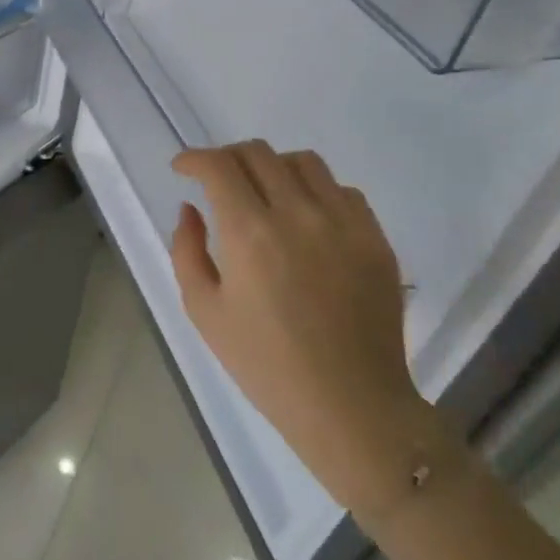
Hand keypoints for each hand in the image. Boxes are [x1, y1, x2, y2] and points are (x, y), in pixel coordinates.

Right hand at [170, 142, 431, 514]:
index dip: (194, 159)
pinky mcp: (375, 239)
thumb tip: (191, 209)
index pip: (218, 166)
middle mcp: (297, 214)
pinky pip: (343, 190)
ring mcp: (343, 223)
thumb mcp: (204, 310)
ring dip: (272, 167)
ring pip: (303, 161)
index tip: (183, 170)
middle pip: (257, 153)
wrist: (351, 406)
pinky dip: (315, 190)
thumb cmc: (265, 364)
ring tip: (264, 192)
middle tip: (217, 180)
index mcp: (249, 233)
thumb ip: (187, 250)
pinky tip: (306, 218)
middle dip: (227, 158)